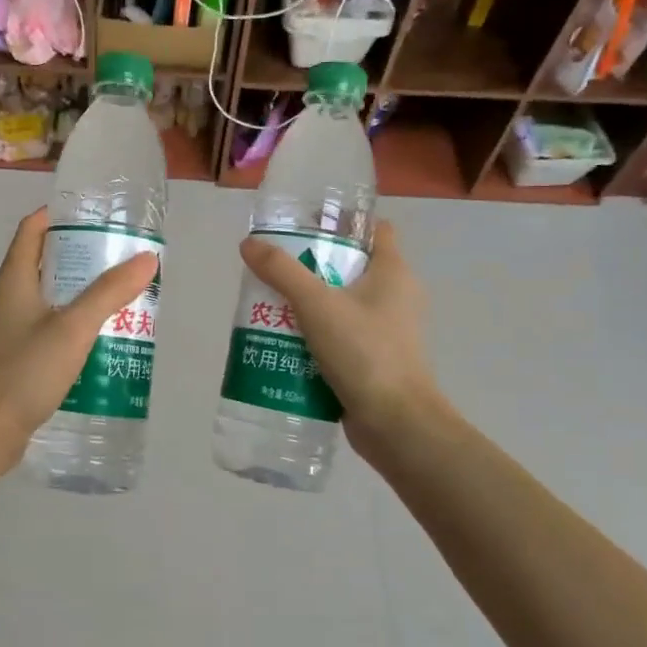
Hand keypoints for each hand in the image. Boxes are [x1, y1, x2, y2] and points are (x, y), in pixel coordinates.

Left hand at [0, 207, 158, 458]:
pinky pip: (50, 329)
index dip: (62, 215)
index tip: (99, 216)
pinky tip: (103, 340)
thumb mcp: (72, 328)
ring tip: (123, 296)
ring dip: (82, 294)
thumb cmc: (23, 371)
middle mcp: (9, 298)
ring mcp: (11, 330)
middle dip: (83, 257)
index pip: (33, 228)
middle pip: (46, 262)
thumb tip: (147, 257)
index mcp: (14, 278)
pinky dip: (75, 326)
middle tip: (124, 259)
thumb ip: (109, 292)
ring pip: (51, 298)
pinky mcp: (18, 358)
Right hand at [238, 220, 448, 463]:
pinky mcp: (374, 359)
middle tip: (275, 266)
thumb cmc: (365, 352)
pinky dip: (315, 333)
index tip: (306, 225)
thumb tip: (249, 244)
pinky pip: (340, 335)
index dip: (343, 222)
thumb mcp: (317, 305)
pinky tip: (283, 339)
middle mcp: (396, 296)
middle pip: (351, 266)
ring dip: (309, 302)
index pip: (374, 230)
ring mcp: (387, 331)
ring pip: (342, 303)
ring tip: (270, 303)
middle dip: (312, 265)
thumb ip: (281, 272)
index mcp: (394, 273)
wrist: (396, 424)